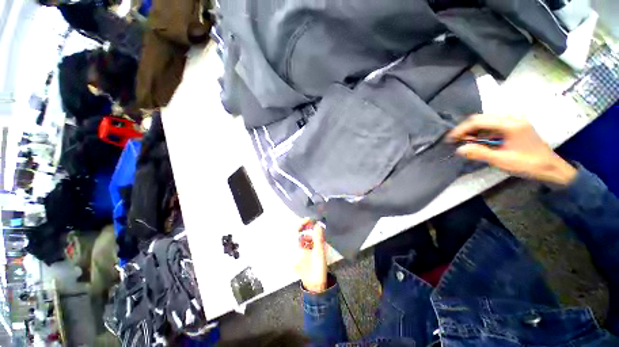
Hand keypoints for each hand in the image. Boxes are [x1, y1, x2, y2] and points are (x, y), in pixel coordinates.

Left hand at [294, 220, 327, 292]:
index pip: (295, 230)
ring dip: (309, 237)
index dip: (302, 223)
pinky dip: (309, 243)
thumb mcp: (319, 251)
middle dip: (307, 229)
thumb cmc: (316, 269)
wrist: (317, 287)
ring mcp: (295, 255)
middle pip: (298, 234)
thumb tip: (318, 224)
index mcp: (294, 249)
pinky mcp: (299, 258)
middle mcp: (292, 251)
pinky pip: (302, 246)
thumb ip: (318, 236)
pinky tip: (316, 245)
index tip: (311, 220)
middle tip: (316, 227)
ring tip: (318, 239)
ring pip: (301, 240)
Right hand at [448, 114, 576, 185]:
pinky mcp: (514, 125)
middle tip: (458, 142)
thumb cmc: (528, 165)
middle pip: (481, 118)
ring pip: (486, 120)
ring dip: (474, 130)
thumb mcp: (502, 161)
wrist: (550, 168)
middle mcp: (512, 118)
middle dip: (466, 129)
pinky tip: (479, 141)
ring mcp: (514, 121)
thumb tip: (459, 149)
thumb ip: (480, 153)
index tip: (450, 139)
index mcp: (511, 124)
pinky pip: (493, 124)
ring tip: (468, 143)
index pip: (479, 121)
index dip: (462, 129)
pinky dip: (482, 132)